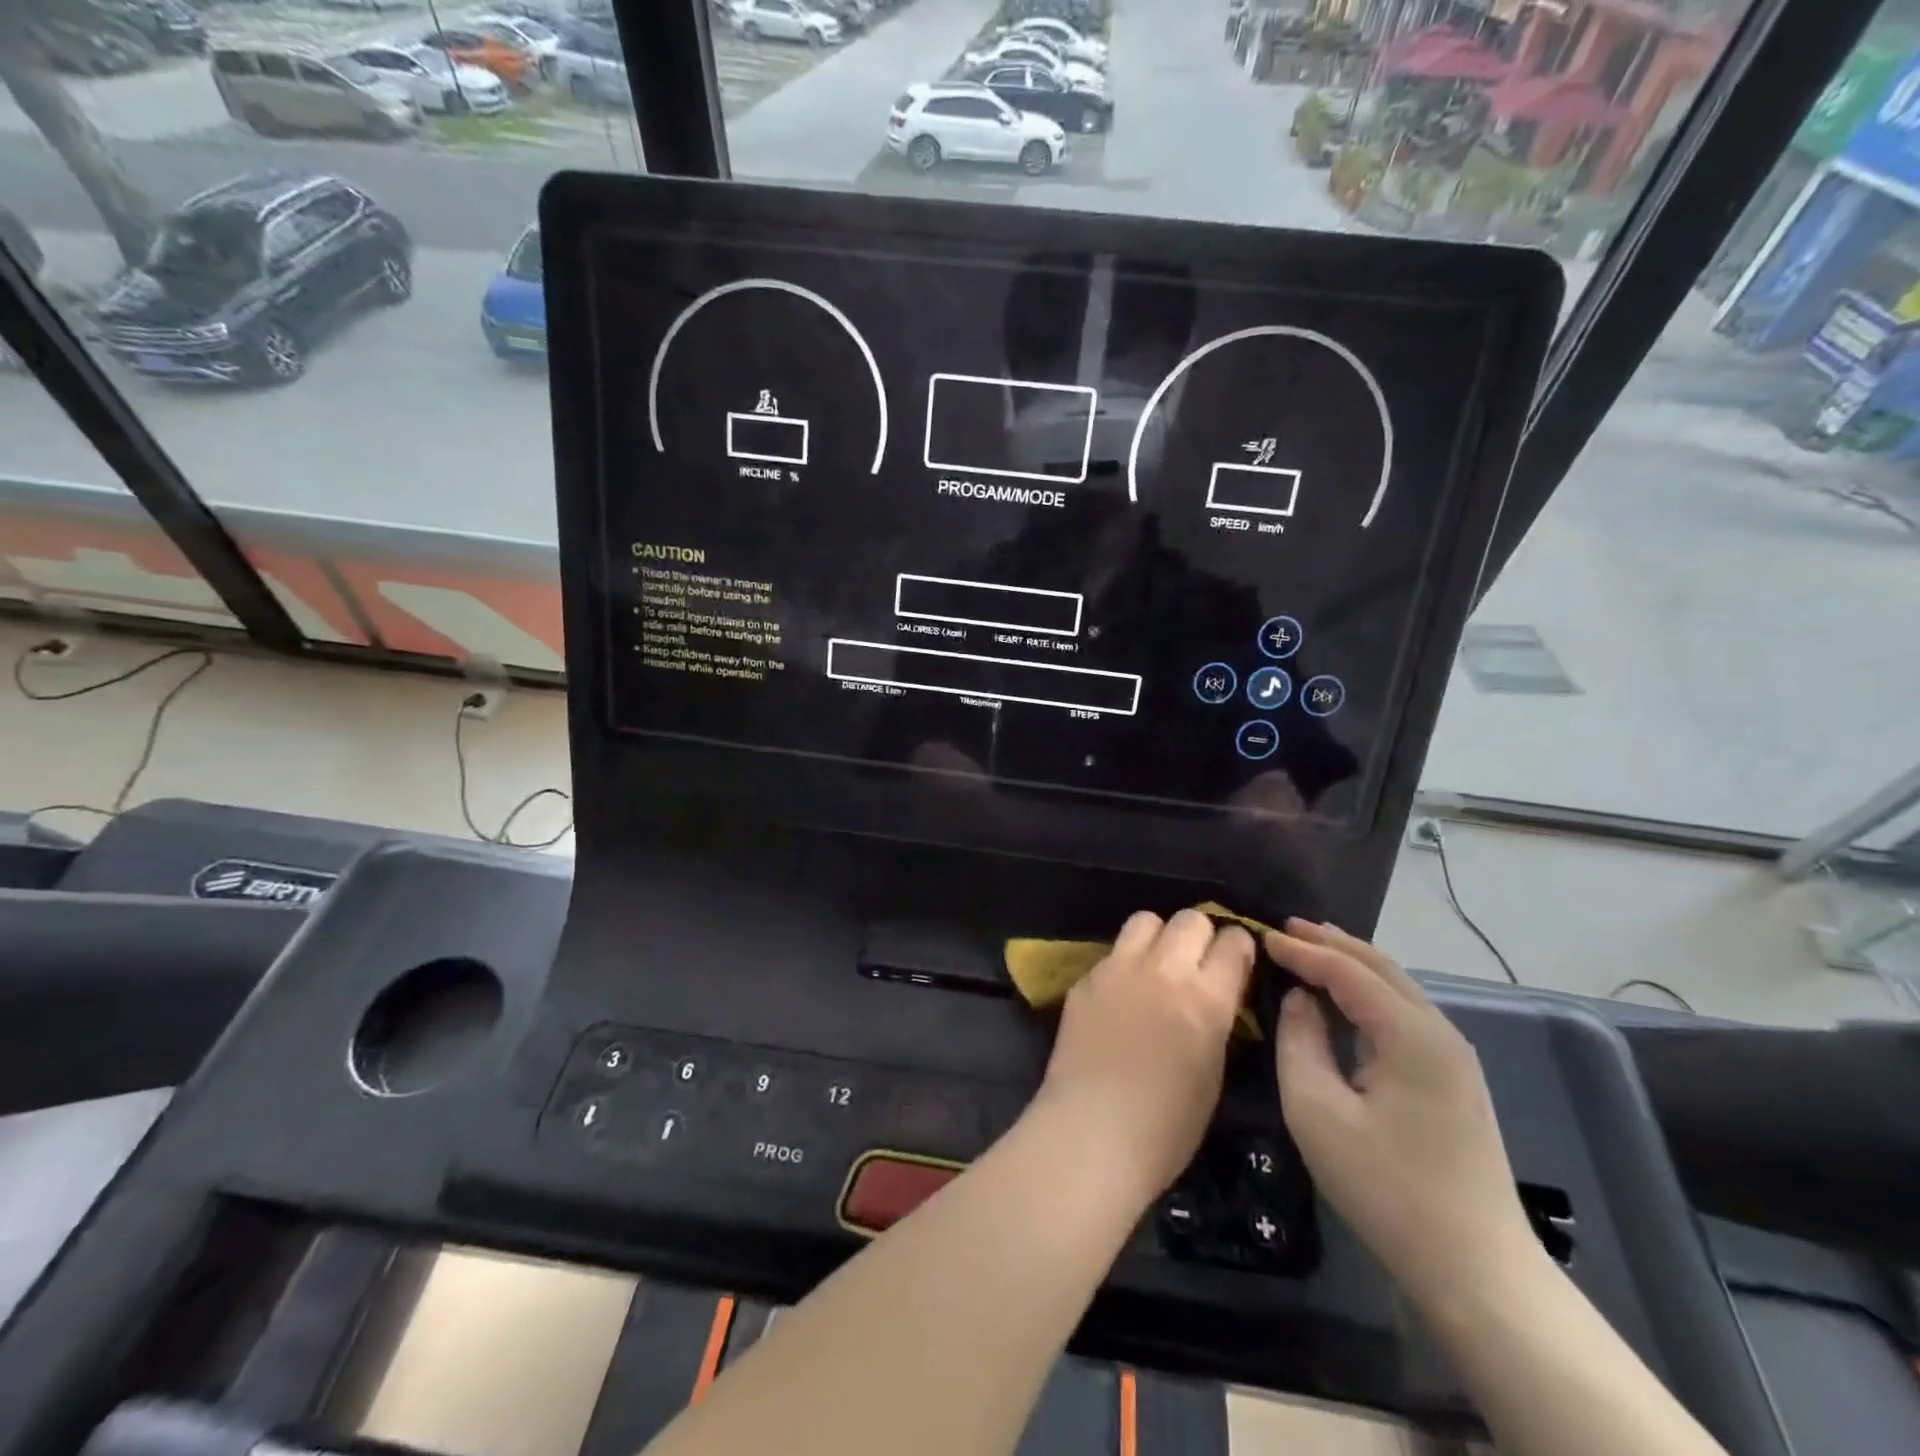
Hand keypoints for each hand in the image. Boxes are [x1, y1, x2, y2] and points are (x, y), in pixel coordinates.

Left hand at [1036, 909, 1254, 1203]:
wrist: (1091, 1132)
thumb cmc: (1167, 1126)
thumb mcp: (1213, 1071)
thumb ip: (1217, 1019)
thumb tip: (1215, 996)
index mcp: (1206, 998)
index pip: (1234, 942)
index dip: (1239, 948)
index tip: (1237, 962)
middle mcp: (1164, 970)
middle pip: (1190, 919)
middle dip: (1201, 935)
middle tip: (1197, 963)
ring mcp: (1118, 968)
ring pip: (1146, 919)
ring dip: (1158, 936)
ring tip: (1157, 966)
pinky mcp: (1085, 978)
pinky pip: (1113, 952)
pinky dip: (1124, 963)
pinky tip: (1121, 994)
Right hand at [1266, 921, 1538, 1309]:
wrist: (1477, 1271)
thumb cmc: (1386, 1188)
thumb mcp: (1317, 1111)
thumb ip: (1299, 1042)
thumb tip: (1299, 1001)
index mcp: (1411, 1035)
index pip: (1348, 972)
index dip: (1303, 950)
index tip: (1262, 935)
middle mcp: (1441, 1033)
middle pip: (1382, 968)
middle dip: (1332, 942)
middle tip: (1286, 927)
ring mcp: (1454, 1058)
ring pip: (1397, 988)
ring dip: (1353, 964)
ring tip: (1311, 949)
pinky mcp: (1455, 1081)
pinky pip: (1405, 1015)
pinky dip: (1369, 992)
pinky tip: (1346, 998)